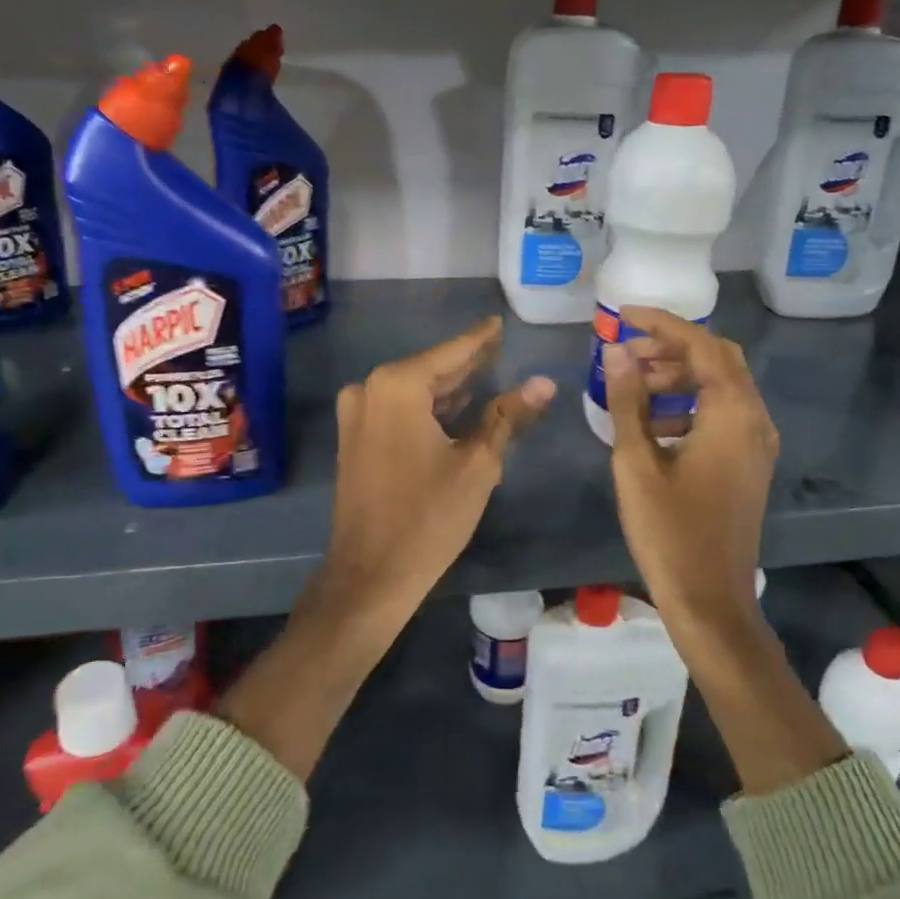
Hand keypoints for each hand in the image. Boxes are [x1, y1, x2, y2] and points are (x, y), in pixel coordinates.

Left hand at [220, 318, 552, 780]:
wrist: (370, 575)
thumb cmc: (428, 518)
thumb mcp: (477, 464)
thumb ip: (508, 416)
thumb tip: (544, 383)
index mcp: (398, 386)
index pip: (452, 353)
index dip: (480, 339)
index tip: (499, 322)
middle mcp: (370, 389)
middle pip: (431, 369)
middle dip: (467, 364)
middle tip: (500, 348)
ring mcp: (357, 414)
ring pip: (414, 391)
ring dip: (449, 389)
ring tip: (489, 375)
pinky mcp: (355, 437)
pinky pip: (398, 410)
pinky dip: (428, 409)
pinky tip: (457, 408)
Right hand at [603, 311, 847, 796]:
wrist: (710, 600)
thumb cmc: (669, 531)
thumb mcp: (636, 461)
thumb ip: (627, 400)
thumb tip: (615, 350)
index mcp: (732, 414)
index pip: (700, 345)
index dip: (661, 323)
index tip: (623, 312)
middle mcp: (754, 420)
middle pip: (718, 360)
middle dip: (671, 348)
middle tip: (625, 352)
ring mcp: (756, 445)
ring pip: (722, 387)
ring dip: (680, 376)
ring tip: (631, 384)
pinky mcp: (748, 465)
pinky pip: (723, 415)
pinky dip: (690, 404)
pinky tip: (652, 424)